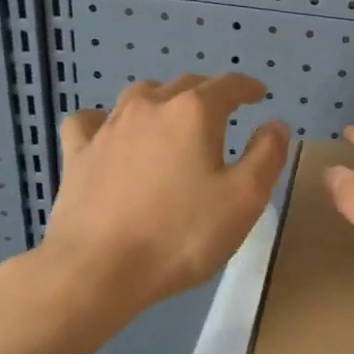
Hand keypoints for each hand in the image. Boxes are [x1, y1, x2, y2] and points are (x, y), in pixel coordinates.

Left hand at [38, 73, 289, 313]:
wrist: (98, 269)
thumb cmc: (181, 235)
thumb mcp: (244, 200)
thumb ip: (266, 155)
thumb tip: (275, 124)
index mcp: (193, 113)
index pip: (227, 85)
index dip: (247, 87)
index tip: (259, 94)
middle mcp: (149, 107)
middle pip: (184, 85)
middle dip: (208, 93)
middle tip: (223, 112)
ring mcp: (108, 128)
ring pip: (140, 96)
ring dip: (163, 100)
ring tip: (173, 119)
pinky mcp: (78, 154)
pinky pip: (91, 121)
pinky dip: (106, 121)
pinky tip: (110, 135)